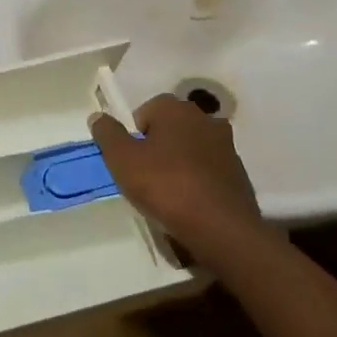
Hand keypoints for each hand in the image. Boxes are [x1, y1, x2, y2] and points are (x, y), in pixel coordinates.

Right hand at [90, 94, 261, 261]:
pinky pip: (208, 169)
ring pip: (191, 148)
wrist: (221, 227)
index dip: (134, 137)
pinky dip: (198, 180)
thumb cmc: (166, 186)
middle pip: (170, 128)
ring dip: (179, 163)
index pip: (145, 112)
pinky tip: (190, 204)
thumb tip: (98, 117)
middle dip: (157, 147)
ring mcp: (226, 144)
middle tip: (146, 178)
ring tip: (169, 194)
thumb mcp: (122, 160)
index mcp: (175, 108)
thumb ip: (107, 134)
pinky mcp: (239, 171)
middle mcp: (204, 117)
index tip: (131, 162)